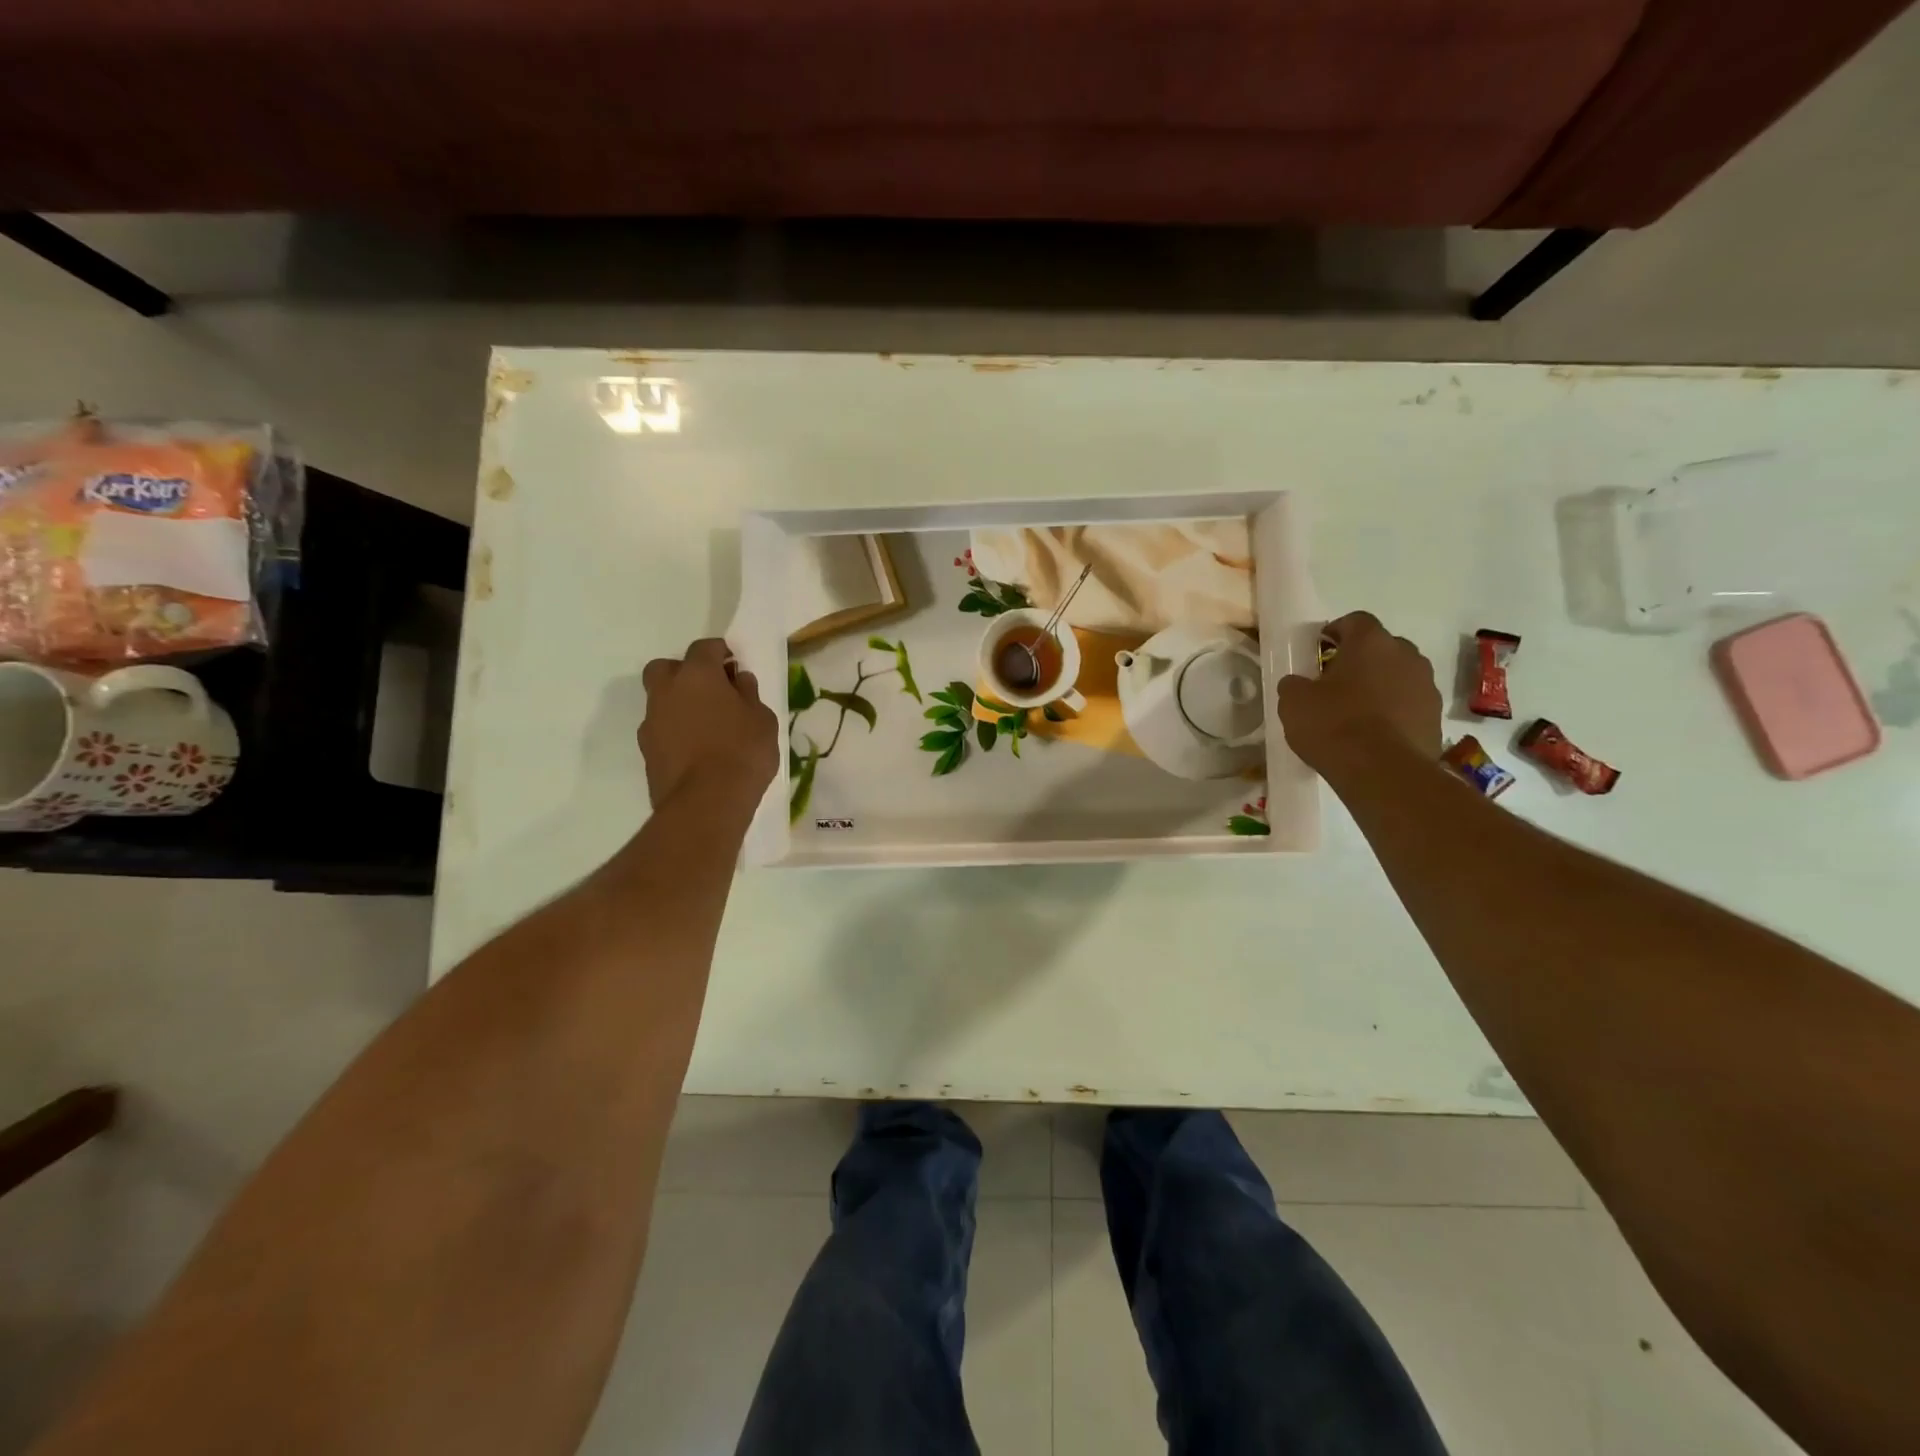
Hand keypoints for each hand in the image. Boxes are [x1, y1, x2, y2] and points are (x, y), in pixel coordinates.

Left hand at [639, 639, 778, 810]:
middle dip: (686, 672)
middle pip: (667, 668)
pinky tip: (696, 749)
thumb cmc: (743, 752)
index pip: (704, 648)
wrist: (706, 803)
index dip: (720, 652)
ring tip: (706, 725)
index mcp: (697, 675)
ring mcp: (651, 721)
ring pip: (661, 700)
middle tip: (711, 690)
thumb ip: (748, 695)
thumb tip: (739, 680)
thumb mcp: (762, 720)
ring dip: (679, 704)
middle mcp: (667, 691)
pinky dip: (675, 731)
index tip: (734, 664)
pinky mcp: (646, 750)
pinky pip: (661, 728)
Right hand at [1277, 611, 1441, 775]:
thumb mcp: (1293, 702)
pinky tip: (1374, 733)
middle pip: (1381, 647)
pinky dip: (1394, 711)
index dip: (1335, 631)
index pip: (1355, 620)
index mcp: (1370, 642)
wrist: (1383, 772)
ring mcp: (1426, 686)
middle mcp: (1406, 655)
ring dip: (1380, 685)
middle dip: (1361, 659)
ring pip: (1399, 675)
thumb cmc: (1334, 725)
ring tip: (1356, 711)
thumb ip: (1294, 684)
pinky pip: (1409, 704)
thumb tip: (1299, 683)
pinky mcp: (1435, 717)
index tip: (1319, 650)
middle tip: (1336, 682)